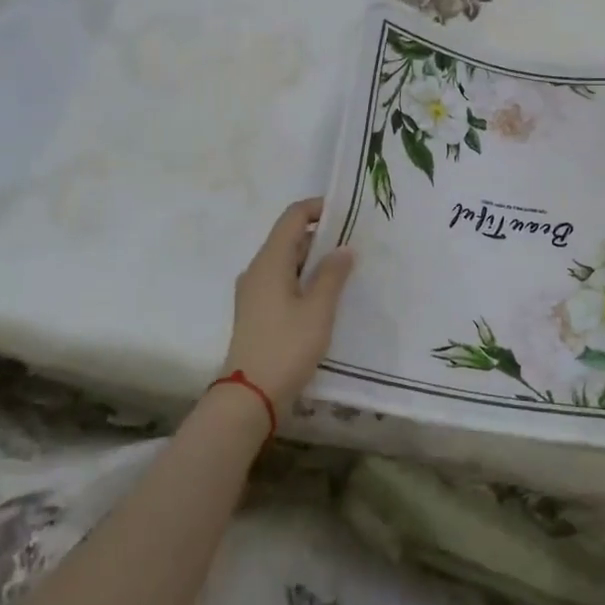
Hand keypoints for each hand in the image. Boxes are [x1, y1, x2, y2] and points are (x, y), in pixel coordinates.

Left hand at [221, 199, 355, 414]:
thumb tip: (343, 248)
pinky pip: (282, 281)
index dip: (318, 208)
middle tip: (355, 245)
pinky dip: (304, 279)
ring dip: (315, 261)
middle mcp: (257, 269)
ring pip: (287, 261)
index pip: (293, 217)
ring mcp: (254, 291)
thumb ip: (332, 274)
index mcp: (270, 261)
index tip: (347, 213)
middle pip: (290, 237)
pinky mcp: (256, 311)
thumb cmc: (286, 347)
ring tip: (347, 270)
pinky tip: (326, 296)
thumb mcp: (318, 309)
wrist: (249, 397)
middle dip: (322, 236)